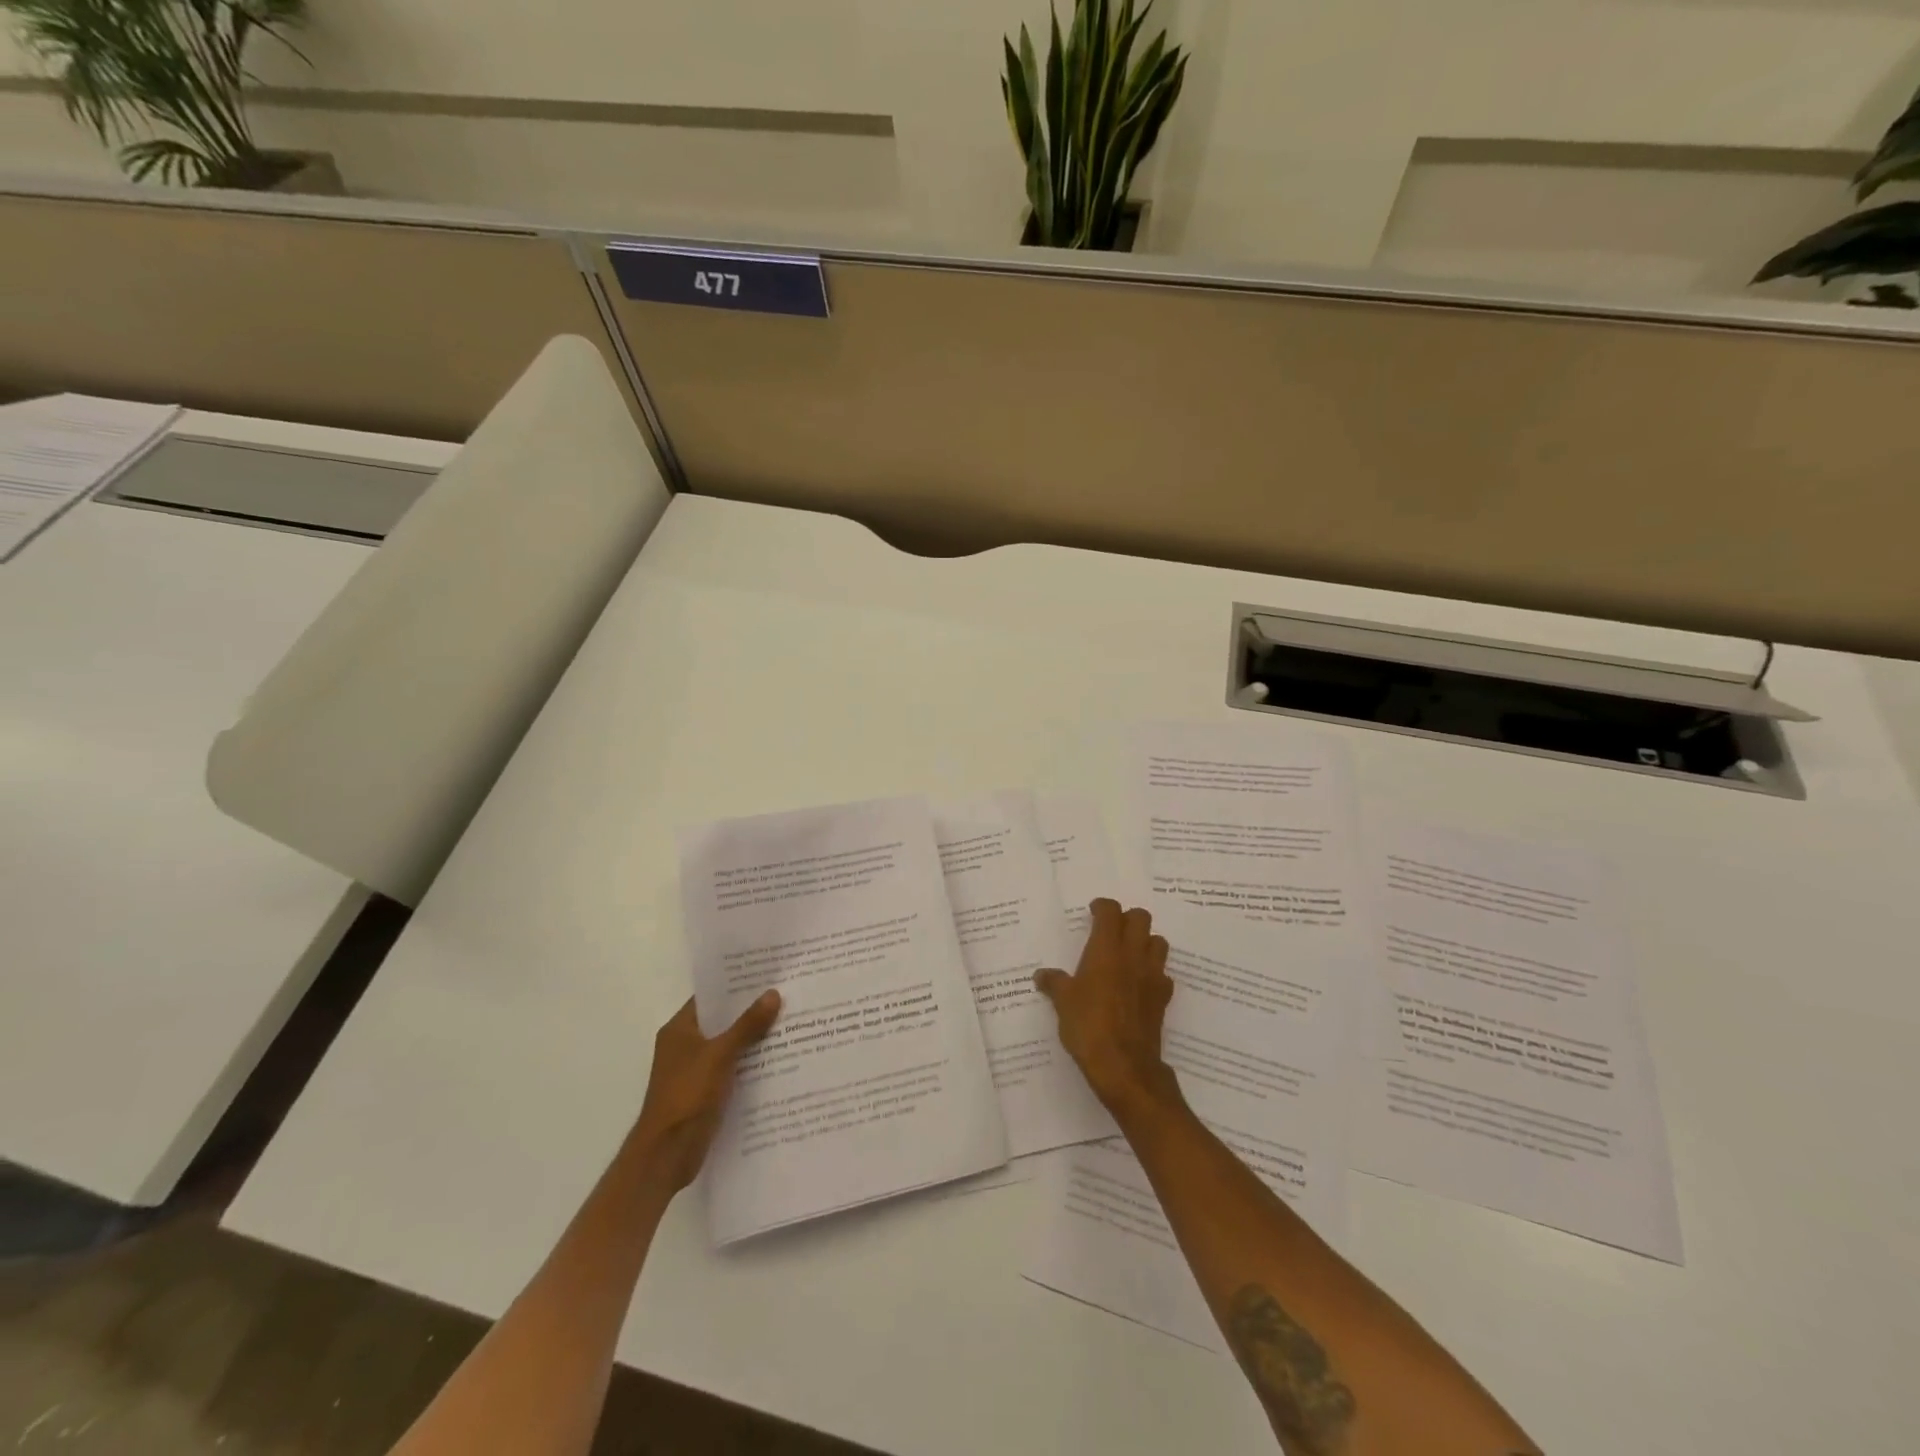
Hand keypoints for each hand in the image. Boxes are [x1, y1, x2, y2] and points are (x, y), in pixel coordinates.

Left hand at [631, 992, 780, 1190]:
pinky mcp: (705, 1093)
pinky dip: (750, 1064)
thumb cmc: (687, 1095)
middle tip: (786, 995)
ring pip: (729, 1046)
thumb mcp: (719, 1055)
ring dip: (754, 1039)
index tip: (767, 974)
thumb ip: (747, 1025)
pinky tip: (779, 1060)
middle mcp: (685, 1046)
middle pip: (722, 1021)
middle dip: (751, 1012)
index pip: (710, 997)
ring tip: (790, 1023)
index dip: (736, 985)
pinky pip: (732, 1069)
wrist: (666, 1154)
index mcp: (680, 1029)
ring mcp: (695, 1071)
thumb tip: (773, 993)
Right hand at [1035, 900, 1181, 1122]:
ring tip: (1128, 954)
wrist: (1124, 1065)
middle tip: (1111, 931)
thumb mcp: (1062, 1002)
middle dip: (1127, 918)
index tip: (1093, 912)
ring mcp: (1152, 975)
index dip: (1102, 906)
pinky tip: (1140, 985)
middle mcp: (1133, 955)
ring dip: (1145, 941)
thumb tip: (1041, 976)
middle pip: (1141, 918)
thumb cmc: (1088, 1025)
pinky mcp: (1163, 998)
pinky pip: (1163, 974)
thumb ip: (1054, 983)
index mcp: (1106, 949)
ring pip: (1158, 942)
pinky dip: (1153, 973)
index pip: (1111, 911)